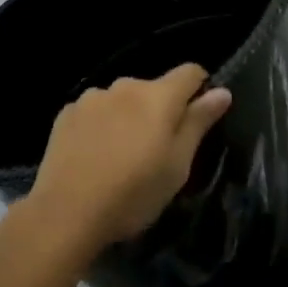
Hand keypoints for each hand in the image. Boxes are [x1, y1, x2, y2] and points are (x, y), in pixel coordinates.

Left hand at [29, 64, 232, 249]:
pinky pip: (95, 112)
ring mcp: (93, 97)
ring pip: (122, 100)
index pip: (190, 72)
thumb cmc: (133, 193)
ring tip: (121, 155)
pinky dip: (100, 126)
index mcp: (158, 96)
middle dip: (160, 110)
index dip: (199, 89)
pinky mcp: (66, 113)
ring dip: (128, 117)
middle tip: (156, 151)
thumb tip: (222, 91)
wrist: (65, 213)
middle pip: (154, 89)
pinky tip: (93, 156)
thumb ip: (199, 123)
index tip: (197, 118)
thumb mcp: (177, 165)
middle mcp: (126, 86)